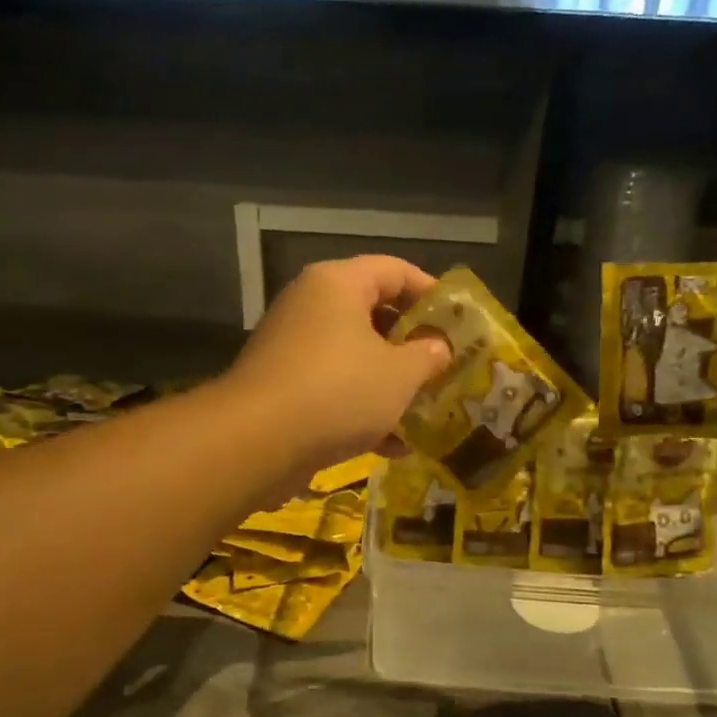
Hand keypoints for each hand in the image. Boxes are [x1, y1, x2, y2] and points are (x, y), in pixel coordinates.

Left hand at [223, 255, 451, 474]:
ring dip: (390, 383)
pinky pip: (334, 388)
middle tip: (444, 366)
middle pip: (373, 313)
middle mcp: (311, 306)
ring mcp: (293, 347)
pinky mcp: (284, 387)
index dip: (431, 292)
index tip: (458, 321)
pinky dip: (362, 410)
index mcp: (338, 284)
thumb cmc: (339, 391)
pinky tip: (393, 446)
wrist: (258, 442)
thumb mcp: (400, 374)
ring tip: (425, 409)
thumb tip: (439, 348)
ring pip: (355, 356)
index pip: (394, 270)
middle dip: (412, 344)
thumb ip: (428, 356)